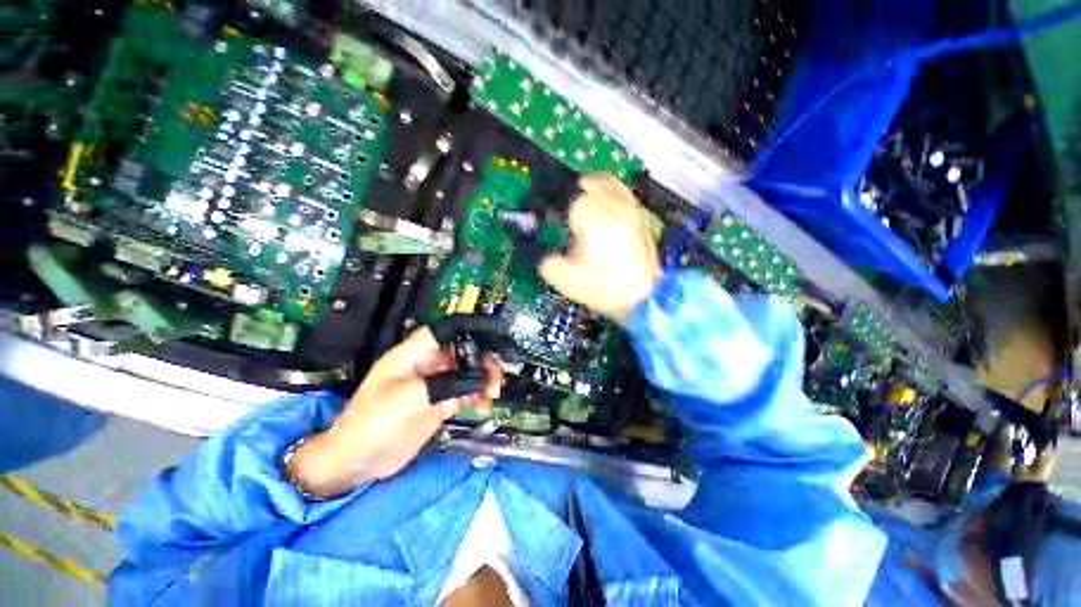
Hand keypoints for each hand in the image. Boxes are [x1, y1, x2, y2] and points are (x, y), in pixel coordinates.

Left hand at [288, 317, 512, 497]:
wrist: (357, 462)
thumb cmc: (372, 423)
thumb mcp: (408, 399)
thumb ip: (446, 384)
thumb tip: (480, 379)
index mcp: (415, 354)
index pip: (446, 330)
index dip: (471, 327)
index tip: (495, 335)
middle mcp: (428, 364)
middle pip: (464, 351)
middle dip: (483, 362)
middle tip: (495, 381)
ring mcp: (436, 383)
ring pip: (469, 372)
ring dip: (484, 381)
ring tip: (490, 397)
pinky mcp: (440, 401)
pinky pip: (467, 391)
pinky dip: (478, 396)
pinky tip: (482, 407)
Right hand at [539, 174, 660, 319]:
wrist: (644, 297)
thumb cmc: (609, 290)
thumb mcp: (568, 281)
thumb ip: (547, 263)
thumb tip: (542, 254)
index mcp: (595, 221)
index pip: (570, 198)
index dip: (557, 207)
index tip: (551, 217)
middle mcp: (615, 209)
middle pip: (589, 183)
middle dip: (572, 193)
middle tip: (563, 209)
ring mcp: (631, 210)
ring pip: (607, 182)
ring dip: (590, 187)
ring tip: (580, 200)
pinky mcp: (641, 217)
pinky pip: (624, 191)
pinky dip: (610, 190)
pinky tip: (604, 200)